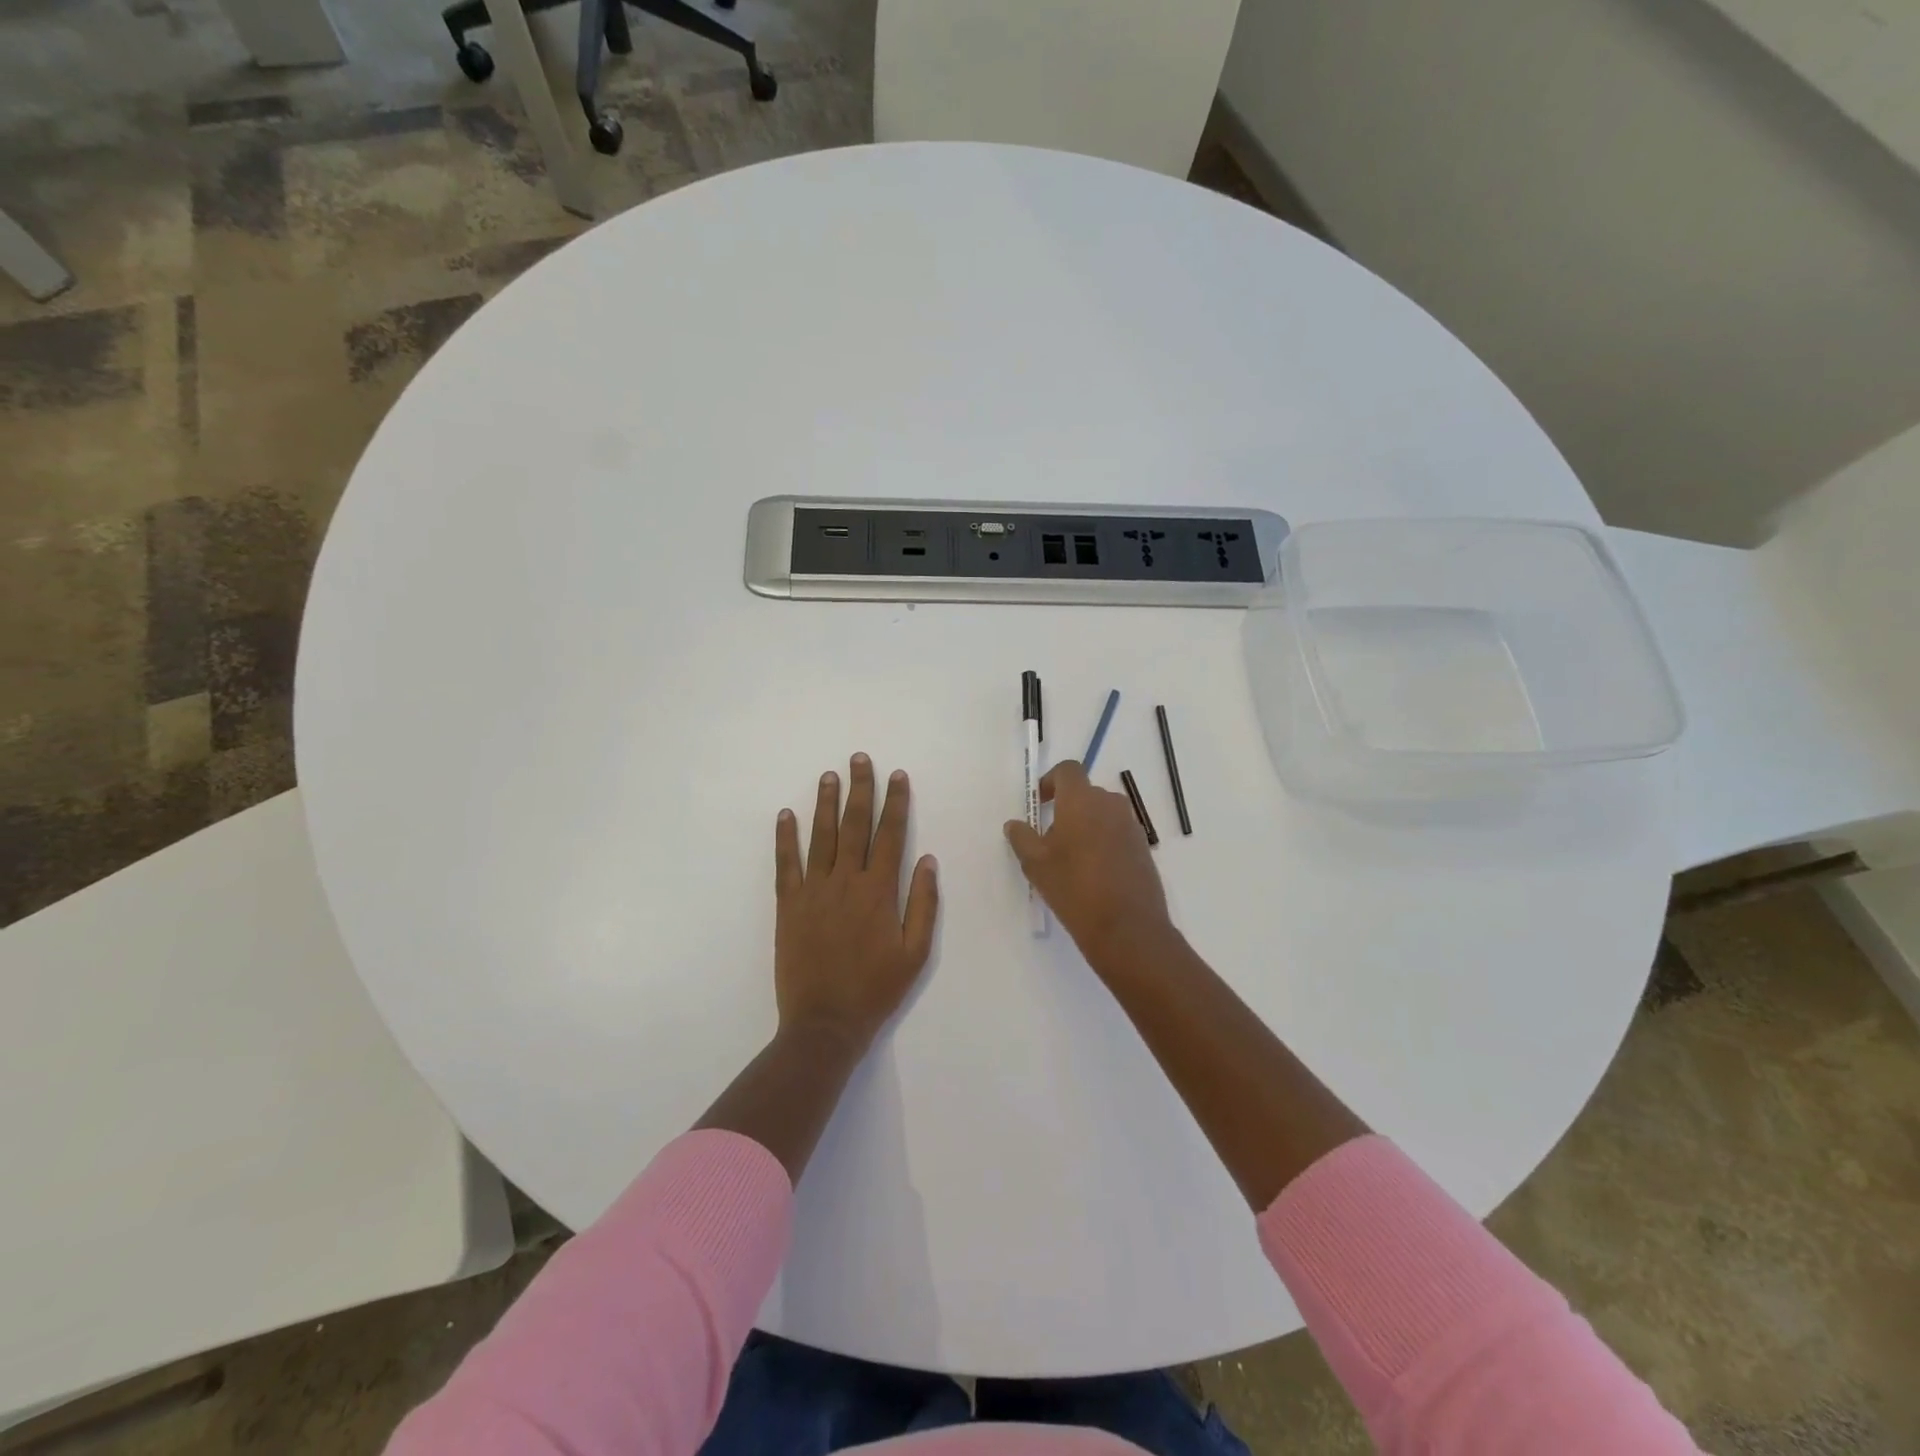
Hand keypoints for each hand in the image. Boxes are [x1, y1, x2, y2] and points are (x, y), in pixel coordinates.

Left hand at [774, 754, 939, 1049]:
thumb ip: (923, 904)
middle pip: (854, 825)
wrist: (824, 1023)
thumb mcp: (915, 953)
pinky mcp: (788, 905)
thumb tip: (927, 860)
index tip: (897, 776)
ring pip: (820, 837)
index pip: (890, 835)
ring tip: (829, 775)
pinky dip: (785, 838)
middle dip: (859, 789)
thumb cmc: (876, 990)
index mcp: (879, 891)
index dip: (895, 803)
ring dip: (825, 803)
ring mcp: (813, 891)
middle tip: (859, 758)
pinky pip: (786, 864)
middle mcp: (846, 882)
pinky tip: (785, 814)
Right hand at [1004, 760, 1174, 973]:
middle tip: (1050, 840)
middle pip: (1085, 793)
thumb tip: (1015, 824)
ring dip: (1085, 826)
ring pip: (1103, 814)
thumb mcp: (1035, 864)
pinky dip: (1103, 842)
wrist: (1127, 928)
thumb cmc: (1074, 888)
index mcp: (1082, 800)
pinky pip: (1118, 833)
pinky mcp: (1143, 848)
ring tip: (1071, 860)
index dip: (1051, 781)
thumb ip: (1022, 837)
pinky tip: (1093, 874)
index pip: (1068, 770)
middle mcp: (1111, 804)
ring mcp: (1131, 826)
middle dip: (1067, 809)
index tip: (1040, 804)